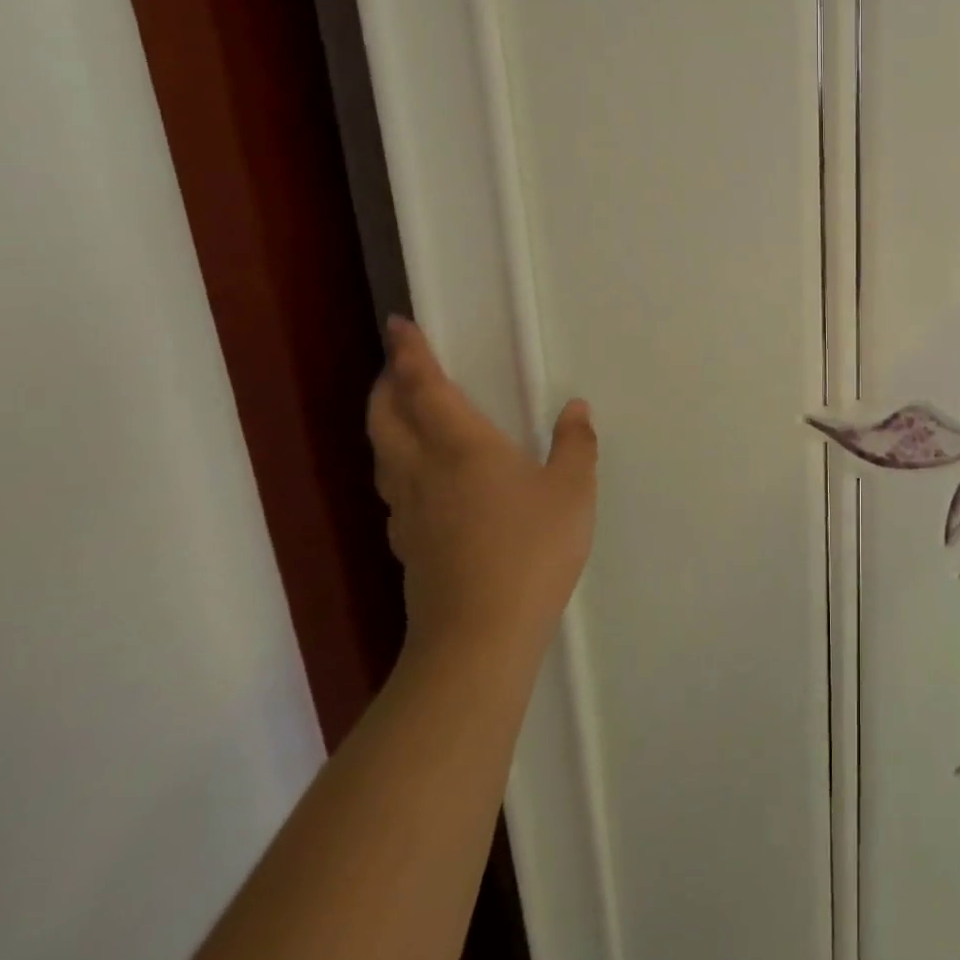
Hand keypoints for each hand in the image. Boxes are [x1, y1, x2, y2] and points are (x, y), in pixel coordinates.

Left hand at [366, 317, 597, 666]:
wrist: (480, 635)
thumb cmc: (531, 549)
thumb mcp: (572, 490)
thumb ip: (575, 444)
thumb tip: (576, 408)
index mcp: (462, 446)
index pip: (425, 387)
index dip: (410, 353)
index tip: (399, 324)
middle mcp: (424, 470)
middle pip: (386, 417)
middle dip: (386, 384)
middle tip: (395, 364)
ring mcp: (409, 510)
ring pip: (383, 453)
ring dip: (385, 421)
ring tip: (400, 410)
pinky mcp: (408, 543)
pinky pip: (393, 486)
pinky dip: (397, 461)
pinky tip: (419, 476)